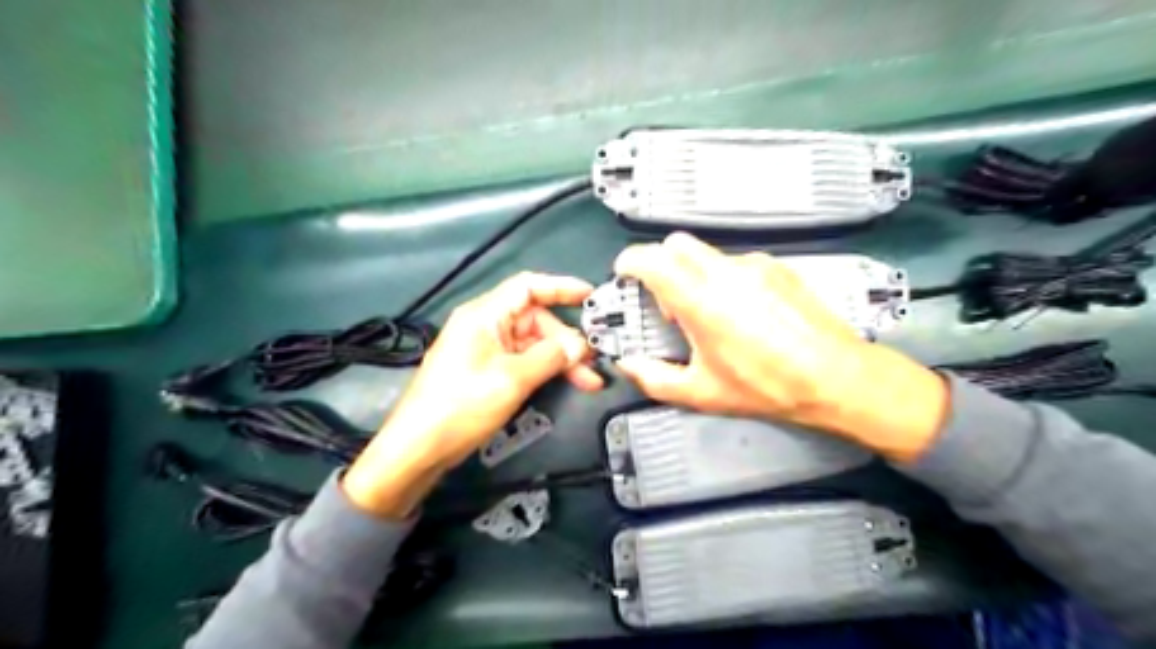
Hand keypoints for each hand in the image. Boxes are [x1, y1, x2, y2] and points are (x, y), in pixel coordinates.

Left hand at [343, 274, 599, 516]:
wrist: (419, 447)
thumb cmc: (461, 406)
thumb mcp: (512, 379)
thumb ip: (550, 357)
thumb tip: (579, 346)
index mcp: (484, 315)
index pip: (528, 287)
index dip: (561, 287)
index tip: (591, 296)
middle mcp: (485, 325)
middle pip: (535, 319)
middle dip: (566, 339)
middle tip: (591, 362)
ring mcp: (485, 349)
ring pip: (533, 343)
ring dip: (560, 358)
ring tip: (588, 379)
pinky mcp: (486, 370)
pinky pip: (523, 360)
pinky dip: (545, 369)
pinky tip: (566, 381)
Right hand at [614, 233, 948, 461]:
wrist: (836, 377)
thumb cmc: (766, 386)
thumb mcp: (702, 392)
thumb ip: (654, 378)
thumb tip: (627, 365)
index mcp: (700, 300)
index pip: (651, 259)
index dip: (630, 262)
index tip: (625, 275)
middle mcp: (725, 272)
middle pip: (677, 244)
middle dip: (660, 263)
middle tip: (665, 299)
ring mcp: (755, 265)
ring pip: (708, 253)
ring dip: (693, 273)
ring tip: (708, 312)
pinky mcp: (778, 267)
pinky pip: (737, 262)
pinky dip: (724, 277)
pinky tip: (742, 311)